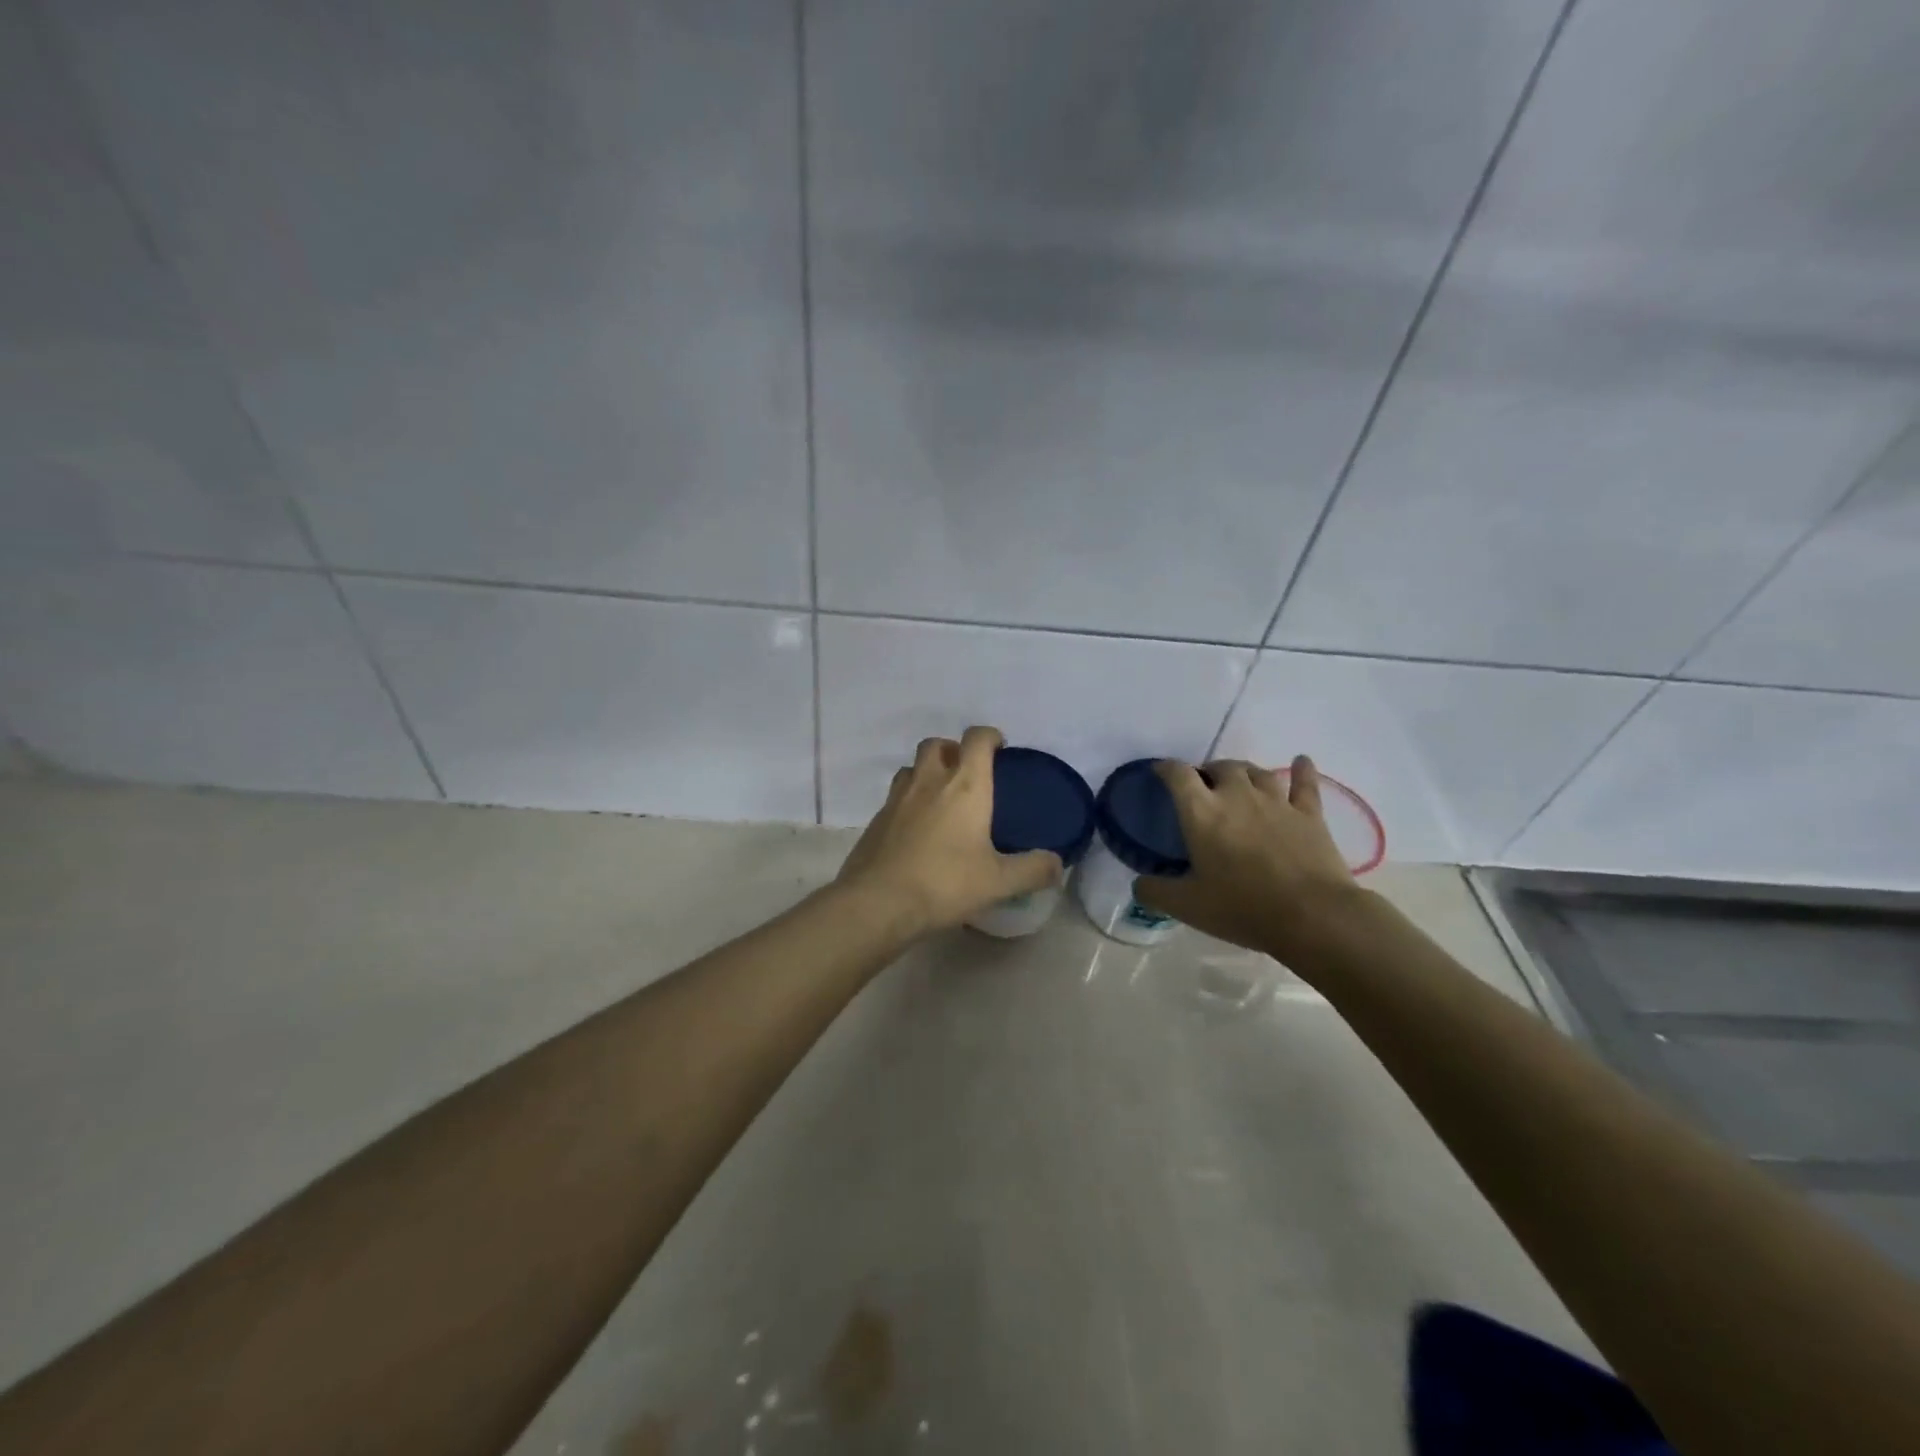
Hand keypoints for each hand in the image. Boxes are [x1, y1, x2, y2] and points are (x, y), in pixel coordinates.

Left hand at [835, 725, 1063, 933]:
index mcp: (965, 785)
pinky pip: (895, 796)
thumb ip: (1032, 870)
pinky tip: (917, 830)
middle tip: (968, 774)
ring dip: (927, 772)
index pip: (977, 739)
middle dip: (954, 750)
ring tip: (941, 799)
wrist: (878, 902)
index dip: (990, 736)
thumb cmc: (944, 883)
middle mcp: (929, 780)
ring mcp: (897, 797)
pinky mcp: (876, 818)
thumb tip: (1058, 864)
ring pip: (912, 767)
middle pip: (937, 744)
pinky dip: (909, 801)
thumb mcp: (998, 882)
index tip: (1000, 750)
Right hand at [1134, 755, 1366, 956]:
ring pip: (1257, 771)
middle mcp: (1237, 796)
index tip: (1159, 773)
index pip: (1178, 775)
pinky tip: (1301, 761)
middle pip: (1221, 767)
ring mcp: (1276, 802)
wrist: (1313, 916)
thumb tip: (1139, 884)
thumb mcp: (1187, 906)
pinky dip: (1302, 770)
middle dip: (1209, 772)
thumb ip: (1155, 892)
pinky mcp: (1309, 814)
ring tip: (1239, 781)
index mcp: (1202, 812)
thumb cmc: (1243, 907)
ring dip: (1244, 772)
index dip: (1165, 769)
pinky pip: (1305, 783)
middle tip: (1204, 789)